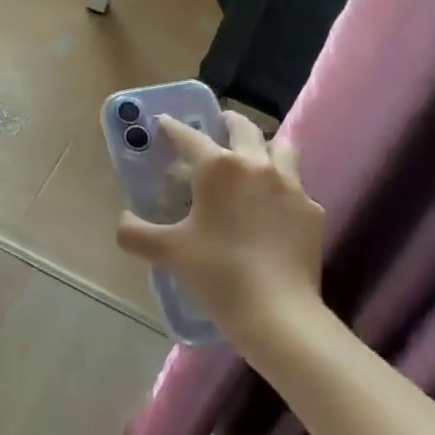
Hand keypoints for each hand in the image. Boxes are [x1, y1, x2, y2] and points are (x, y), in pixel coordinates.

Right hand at [115, 112, 324, 352]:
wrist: (278, 313)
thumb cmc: (217, 273)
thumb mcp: (169, 252)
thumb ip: (136, 233)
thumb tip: (122, 222)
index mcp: (218, 167)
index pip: (189, 136)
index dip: (173, 127)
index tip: (164, 122)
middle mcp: (256, 164)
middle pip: (244, 127)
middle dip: (227, 121)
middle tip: (217, 126)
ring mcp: (291, 186)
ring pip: (282, 147)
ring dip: (265, 146)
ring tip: (254, 157)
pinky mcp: (312, 211)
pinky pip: (297, 187)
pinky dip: (284, 188)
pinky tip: (275, 208)